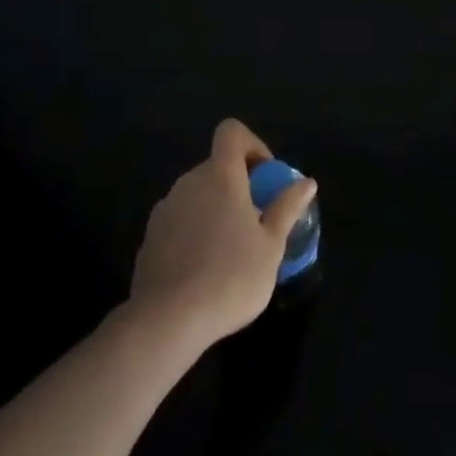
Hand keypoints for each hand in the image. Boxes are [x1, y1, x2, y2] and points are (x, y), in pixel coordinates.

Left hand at [129, 119, 315, 348]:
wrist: (165, 323)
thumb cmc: (229, 277)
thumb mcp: (271, 246)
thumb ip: (287, 208)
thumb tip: (307, 182)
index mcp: (221, 175)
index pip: (232, 132)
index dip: (252, 145)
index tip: (265, 177)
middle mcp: (189, 182)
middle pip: (216, 166)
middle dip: (238, 185)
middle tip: (255, 221)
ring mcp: (165, 210)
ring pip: (197, 195)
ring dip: (215, 210)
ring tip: (230, 251)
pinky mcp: (148, 239)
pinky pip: (179, 222)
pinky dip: (193, 233)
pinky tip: (202, 271)